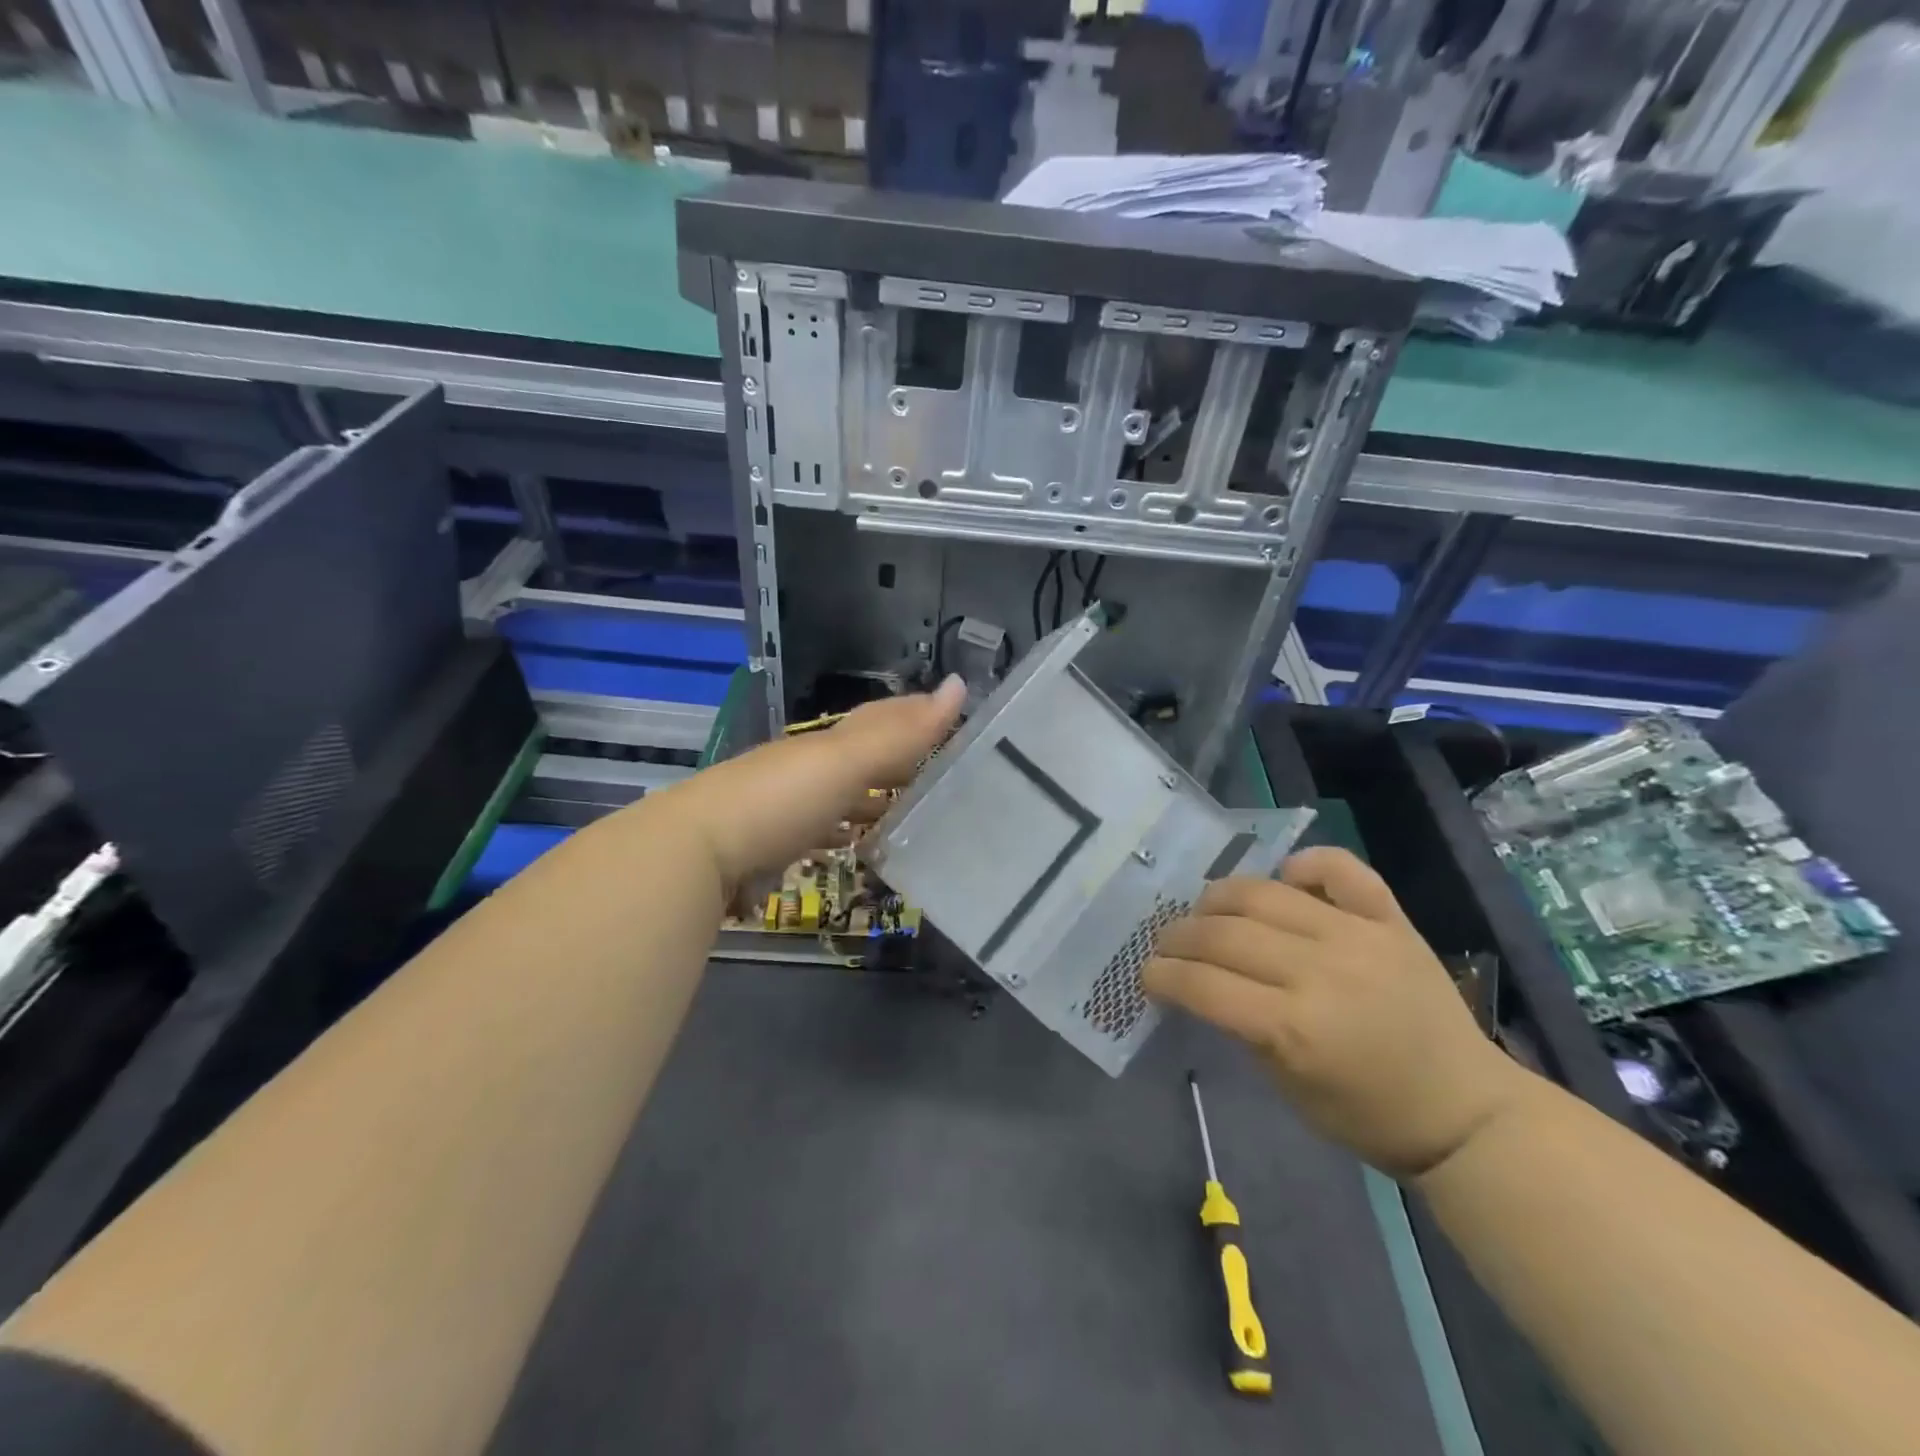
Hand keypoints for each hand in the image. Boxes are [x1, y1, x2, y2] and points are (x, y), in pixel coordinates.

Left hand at [662, 676, 966, 893]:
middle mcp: (804, 770)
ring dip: (873, 799)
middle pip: (859, 758)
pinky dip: (844, 835)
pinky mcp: (772, 851)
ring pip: (841, 798)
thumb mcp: (844, 761)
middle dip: (897, 758)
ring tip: (913, 812)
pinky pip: (820, 835)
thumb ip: (900, 733)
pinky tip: (858, 847)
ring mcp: (785, 811)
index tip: (952, 712)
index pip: (877, 720)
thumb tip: (960, 685)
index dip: (915, 713)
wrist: (695, 854)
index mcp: (822, 746)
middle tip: (943, 769)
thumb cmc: (779, 800)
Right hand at [1143, 847, 1531, 1178]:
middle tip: (1168, 945)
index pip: (1203, 984)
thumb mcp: (1286, 1086)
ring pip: (1264, 892)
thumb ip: (1240, 1027)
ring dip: (1219, 897)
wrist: (1467, 1113)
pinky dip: (1305, 865)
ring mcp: (1358, 937)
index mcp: (1294, 1028)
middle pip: (1224, 933)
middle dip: (1180, 936)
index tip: (1147, 975)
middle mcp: (1321, 971)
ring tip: (1207, 912)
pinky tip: (1285, 876)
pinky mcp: (1390, 920)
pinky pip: (1340, 869)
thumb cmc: (1367, 1115)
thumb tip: (1200, 981)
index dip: (1163, 974)